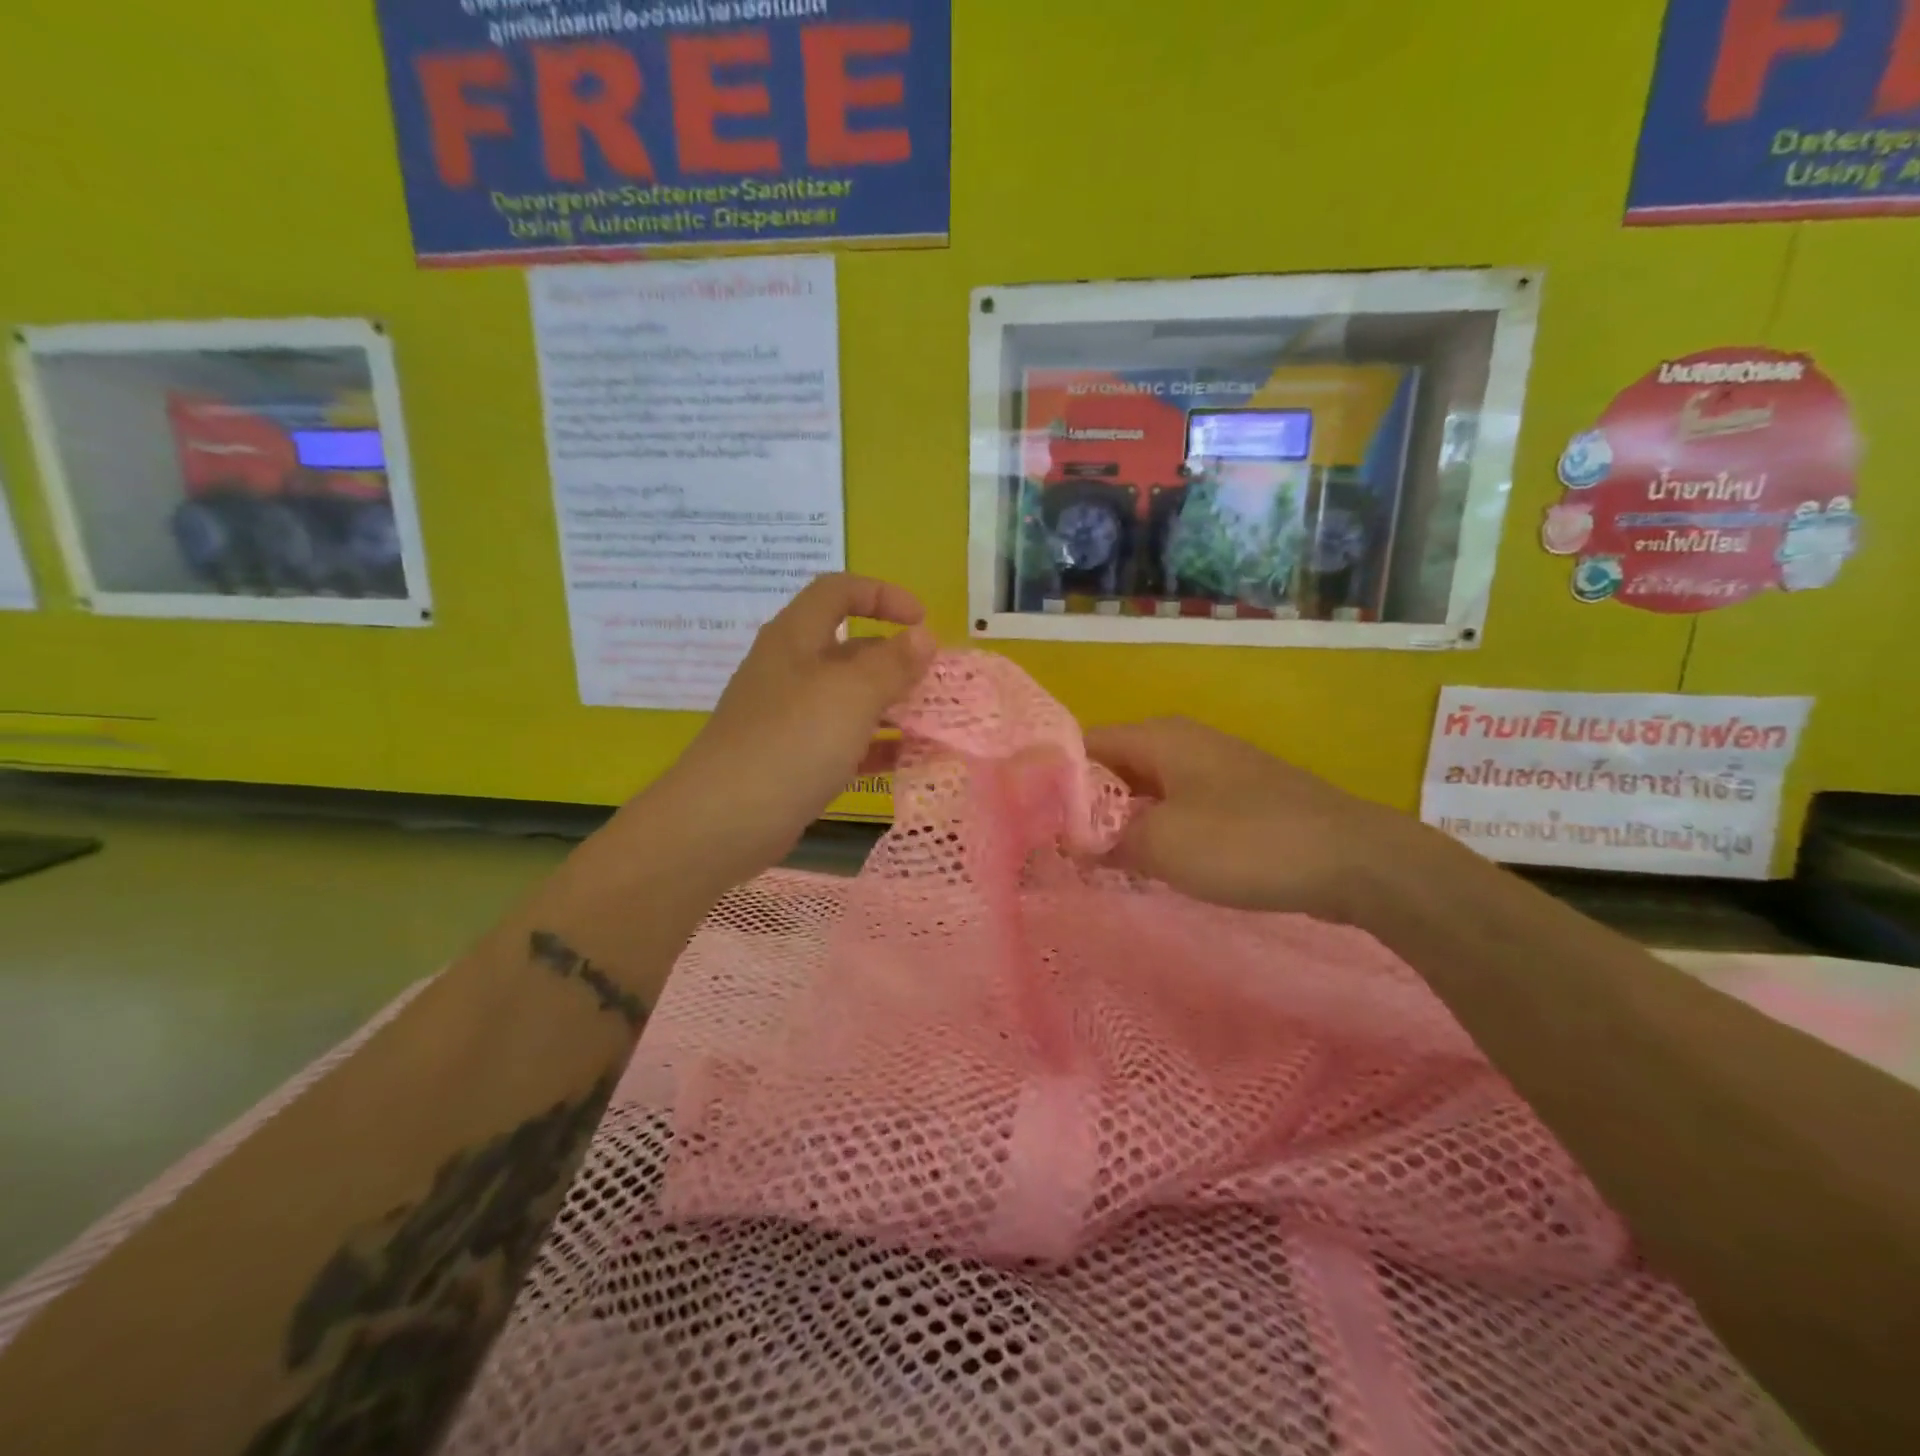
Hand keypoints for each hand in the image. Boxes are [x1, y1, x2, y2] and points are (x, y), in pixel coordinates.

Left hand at [632, 574, 935, 889]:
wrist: (723, 822)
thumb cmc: (792, 742)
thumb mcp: (851, 695)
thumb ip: (893, 663)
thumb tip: (924, 635)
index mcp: (796, 638)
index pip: (838, 591)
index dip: (882, 595)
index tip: (922, 621)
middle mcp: (790, 670)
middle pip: (849, 649)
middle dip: (896, 660)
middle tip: (936, 683)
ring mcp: (789, 718)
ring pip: (849, 699)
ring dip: (892, 706)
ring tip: (933, 723)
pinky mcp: (793, 759)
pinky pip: (843, 741)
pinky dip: (876, 746)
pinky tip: (908, 760)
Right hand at [1085, 717, 1434, 921]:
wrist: (1353, 859)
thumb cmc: (1245, 842)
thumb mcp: (1160, 844)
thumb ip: (1105, 841)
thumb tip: (1073, 842)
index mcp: (1157, 736)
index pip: (1082, 746)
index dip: (1052, 781)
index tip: (1030, 821)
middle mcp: (1181, 742)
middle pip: (1112, 768)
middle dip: (1083, 807)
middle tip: (1055, 849)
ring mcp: (1212, 768)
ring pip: (1145, 791)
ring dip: (1119, 824)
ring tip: (1091, 862)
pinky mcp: (1236, 798)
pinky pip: (1177, 808)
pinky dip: (1154, 832)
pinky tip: (1147, 865)